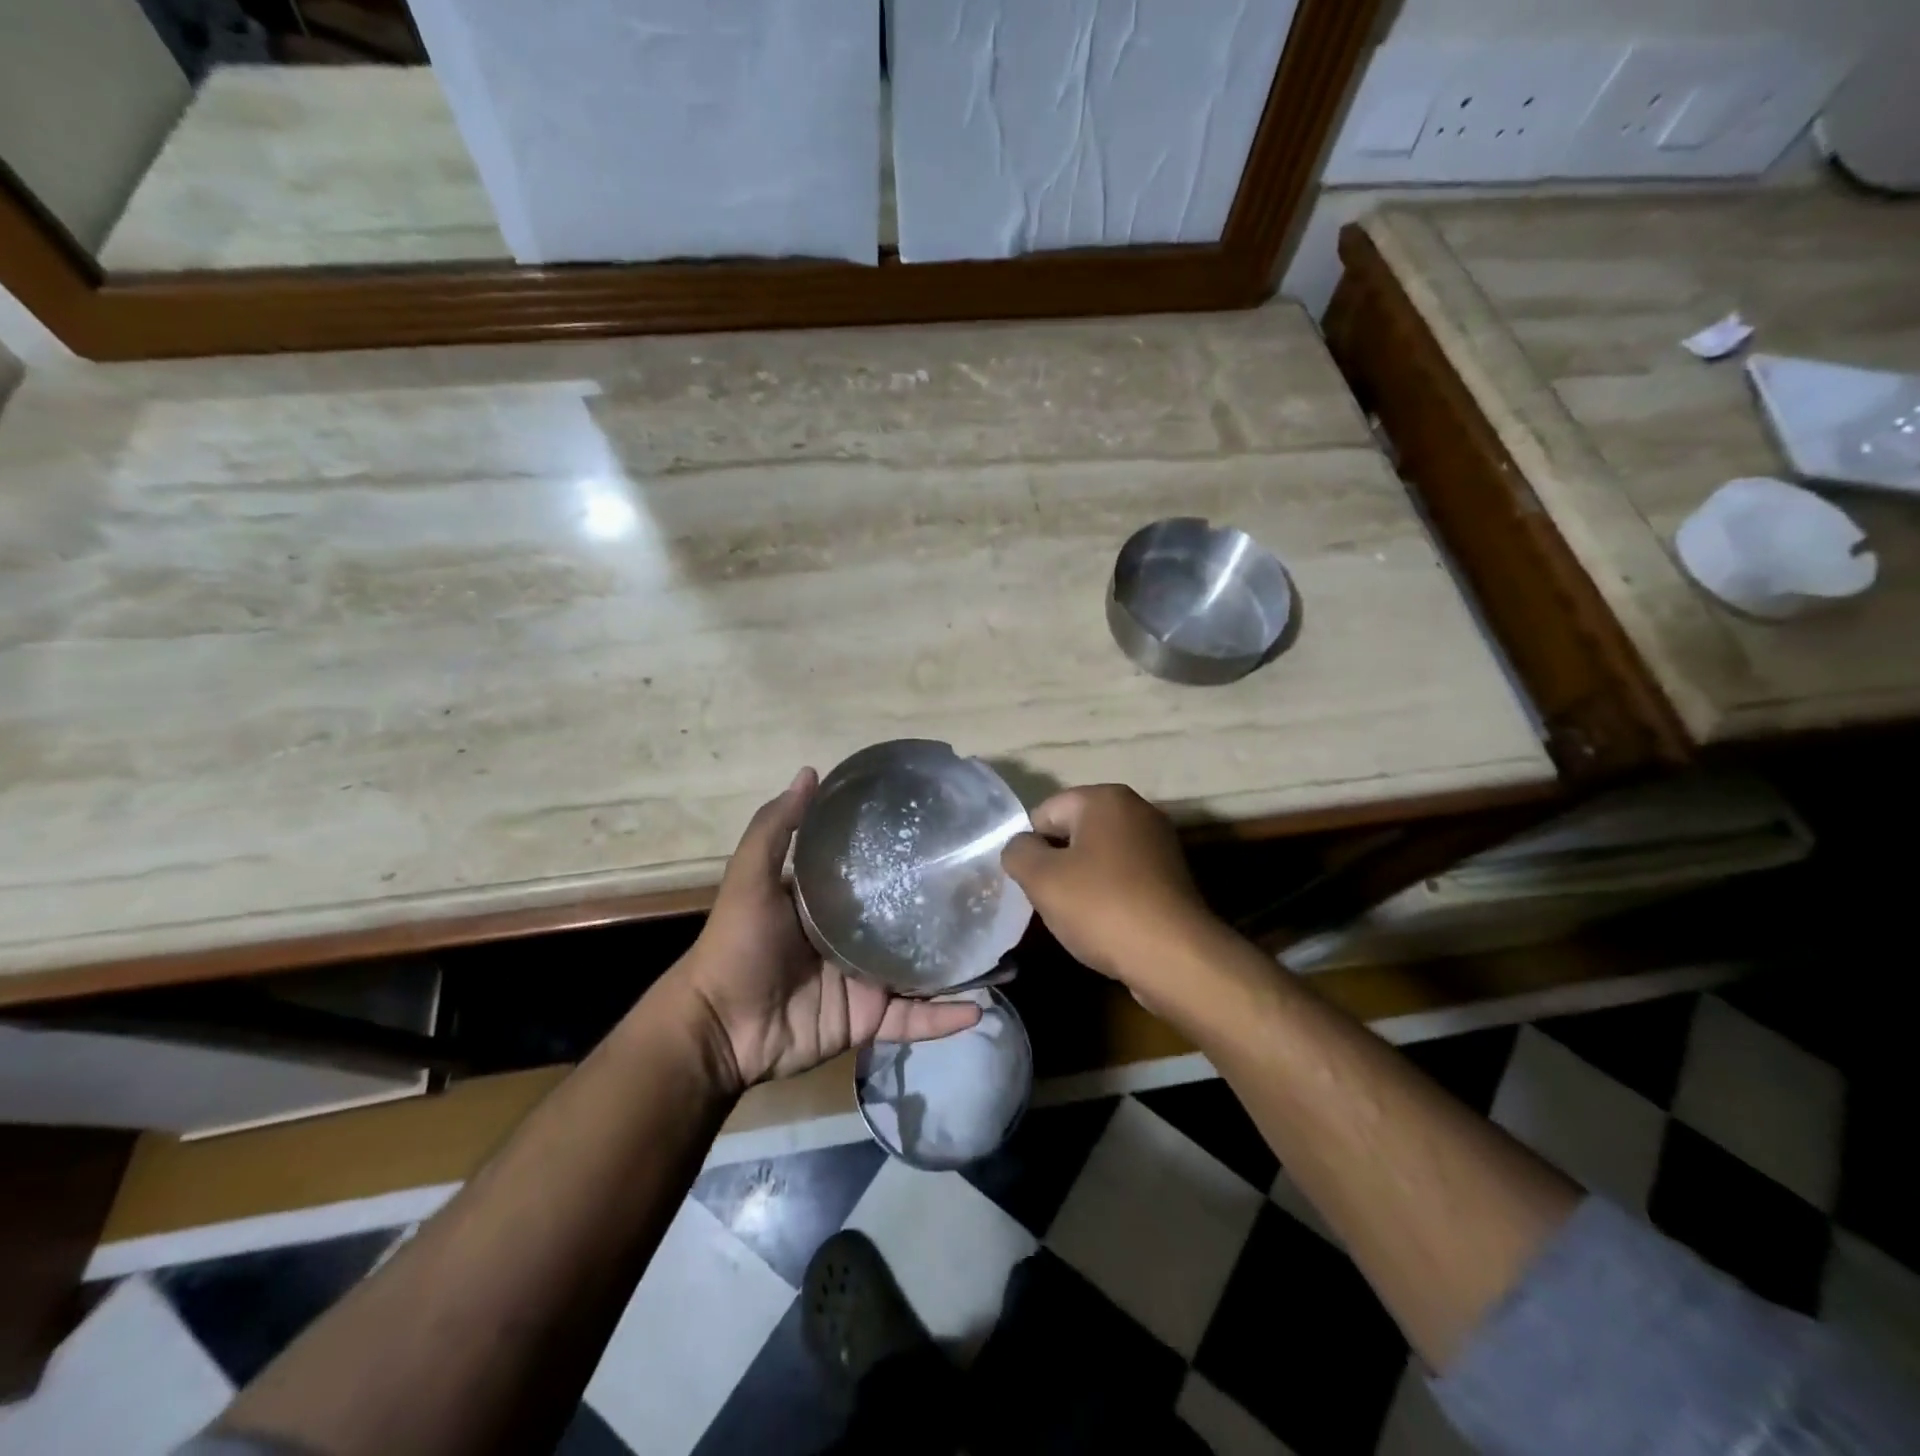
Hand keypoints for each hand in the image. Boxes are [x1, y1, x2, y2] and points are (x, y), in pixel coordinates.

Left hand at [680, 769, 982, 1092]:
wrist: (720, 1028)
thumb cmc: (736, 945)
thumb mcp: (750, 877)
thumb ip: (776, 828)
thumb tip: (811, 771)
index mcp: (831, 902)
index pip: (877, 871)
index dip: (908, 855)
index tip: (949, 835)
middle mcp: (855, 936)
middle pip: (909, 920)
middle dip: (946, 910)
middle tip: (990, 892)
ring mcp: (866, 979)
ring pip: (921, 970)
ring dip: (957, 964)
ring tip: (1002, 950)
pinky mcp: (869, 1019)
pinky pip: (913, 1019)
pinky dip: (942, 1018)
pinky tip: (978, 1007)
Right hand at [1001, 785, 1222, 1000]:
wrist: (1174, 957)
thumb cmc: (1101, 907)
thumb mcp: (1041, 878)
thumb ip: (1017, 852)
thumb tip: (1020, 847)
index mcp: (1104, 798)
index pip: (1045, 812)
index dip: (1030, 847)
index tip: (1030, 883)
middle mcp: (1136, 809)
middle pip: (1073, 832)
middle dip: (1056, 863)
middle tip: (1049, 900)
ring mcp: (1159, 842)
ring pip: (1098, 856)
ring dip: (1081, 881)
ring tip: (1077, 917)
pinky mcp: (1172, 875)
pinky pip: (1124, 877)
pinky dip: (1109, 894)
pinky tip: (1105, 924)